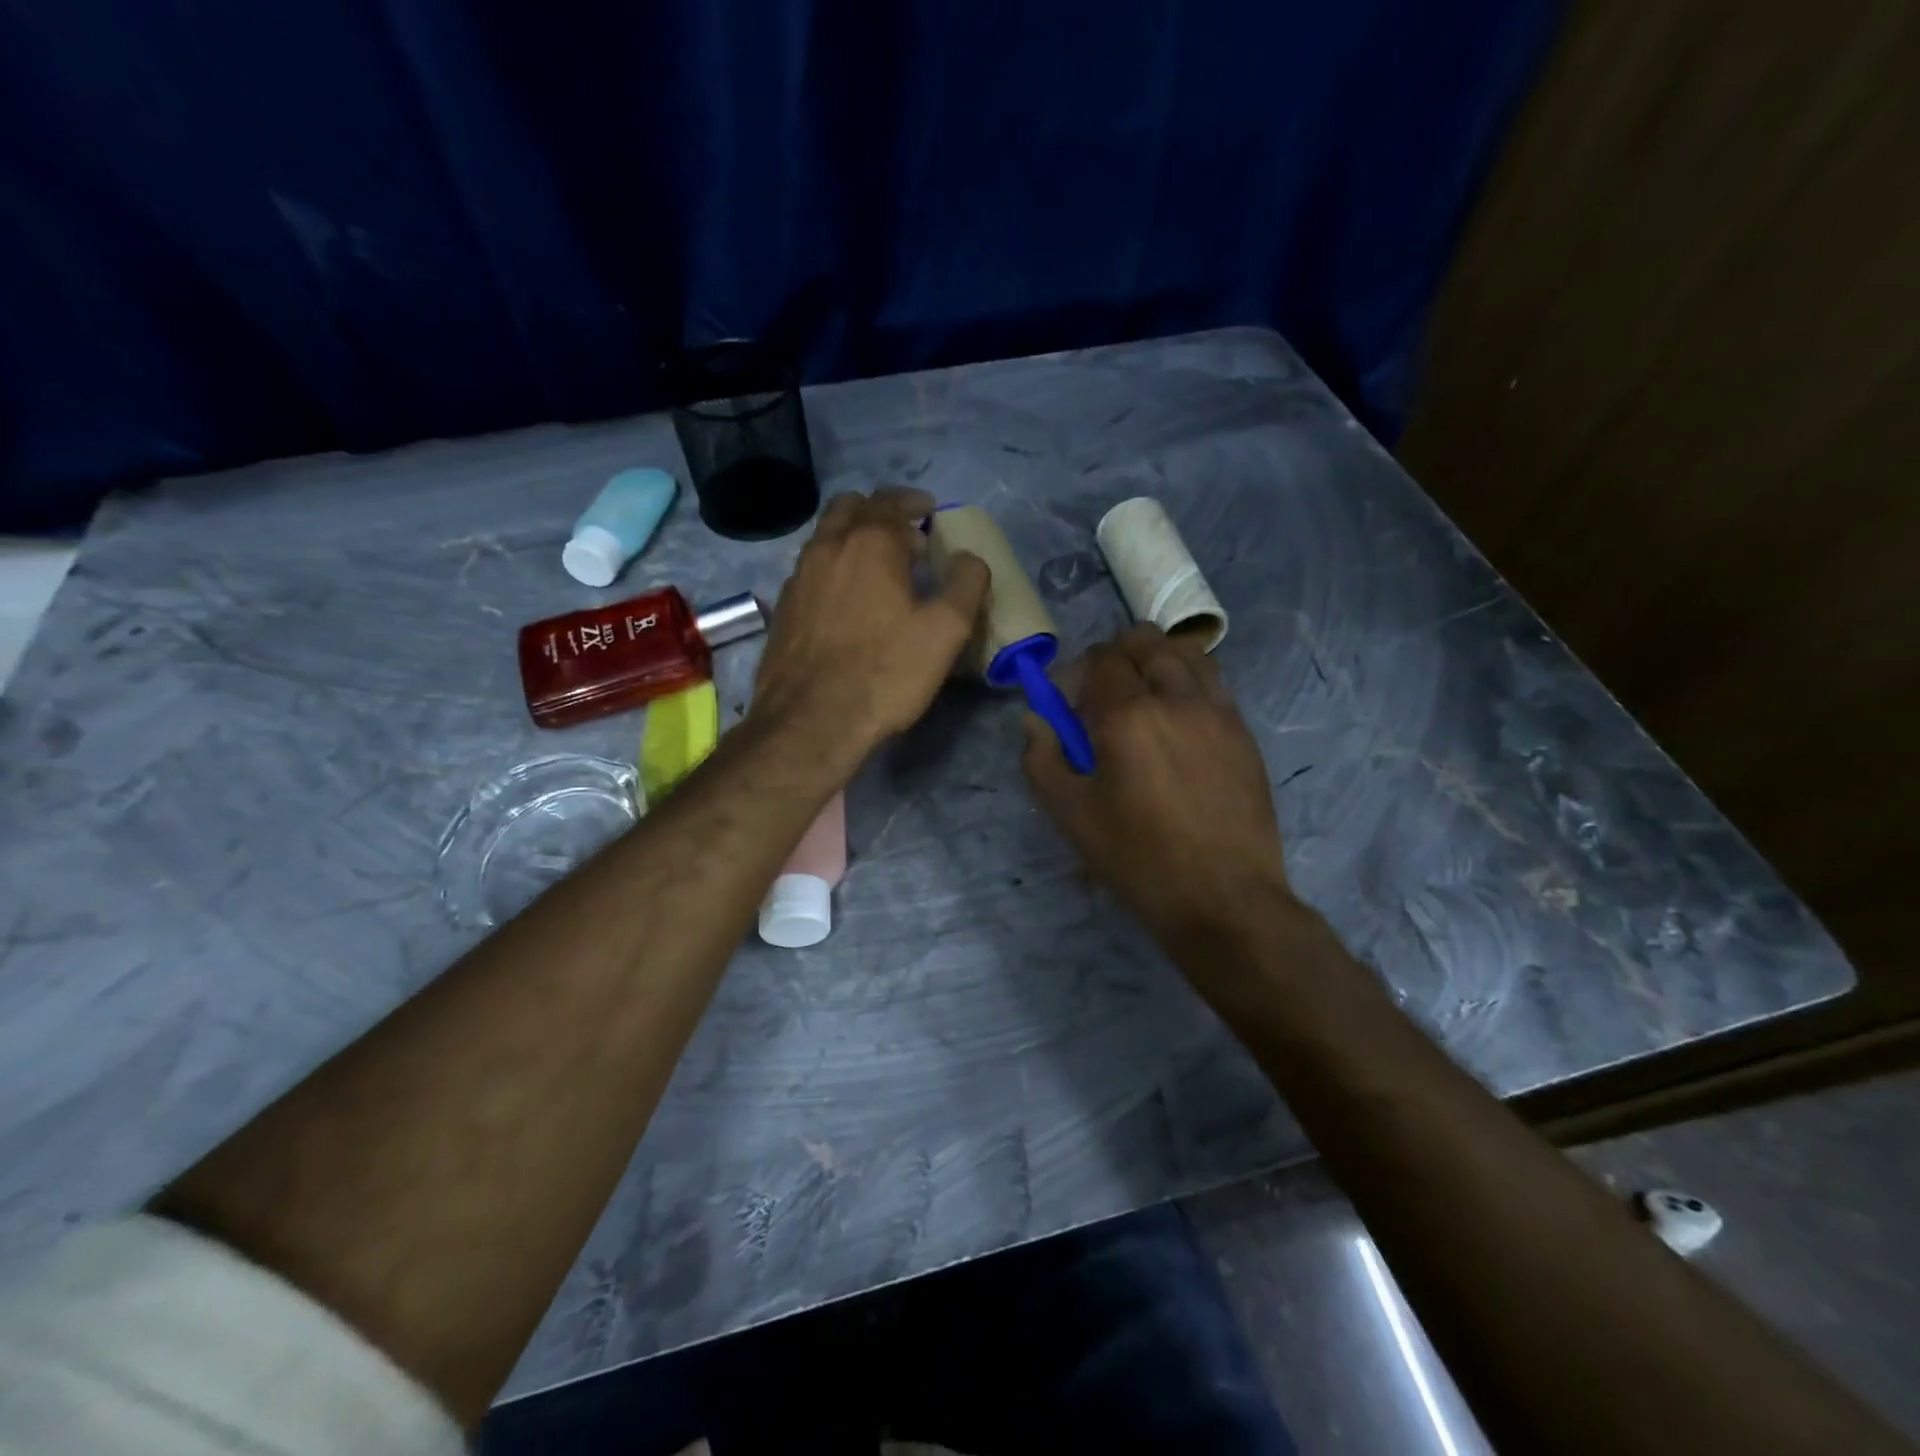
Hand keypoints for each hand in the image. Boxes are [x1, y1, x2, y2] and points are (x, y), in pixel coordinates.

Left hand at [753, 487, 990, 751]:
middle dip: (878, 512)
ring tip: (878, 568)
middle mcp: (828, 548)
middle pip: (849, 507)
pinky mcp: (783, 609)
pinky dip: (833, 569)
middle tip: (903, 536)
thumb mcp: (946, 632)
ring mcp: (798, 577)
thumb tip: (970, 559)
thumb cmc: (885, 673)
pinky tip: (847, 602)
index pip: (891, 501)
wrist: (811, 721)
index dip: (914, 502)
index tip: (929, 511)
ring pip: (825, 537)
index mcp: (870, 544)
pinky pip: (811, 570)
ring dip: (852, 538)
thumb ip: (966, 585)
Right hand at [1022, 625, 1292, 950]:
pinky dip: (1189, 681)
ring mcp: (1218, 712)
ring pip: (1187, 653)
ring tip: (1144, 696)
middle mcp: (1177, 698)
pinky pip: (1214, 682)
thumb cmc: (1138, 859)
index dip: (1078, 672)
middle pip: (1146, 641)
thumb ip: (1042, 758)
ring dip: (1157, 659)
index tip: (1069, 704)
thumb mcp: (1071, 815)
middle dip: (1116, 655)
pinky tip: (1178, 720)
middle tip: (1103, 694)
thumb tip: (1035, 719)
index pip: (1101, 658)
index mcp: (1128, 715)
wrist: (1224, 899)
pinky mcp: (1244, 733)